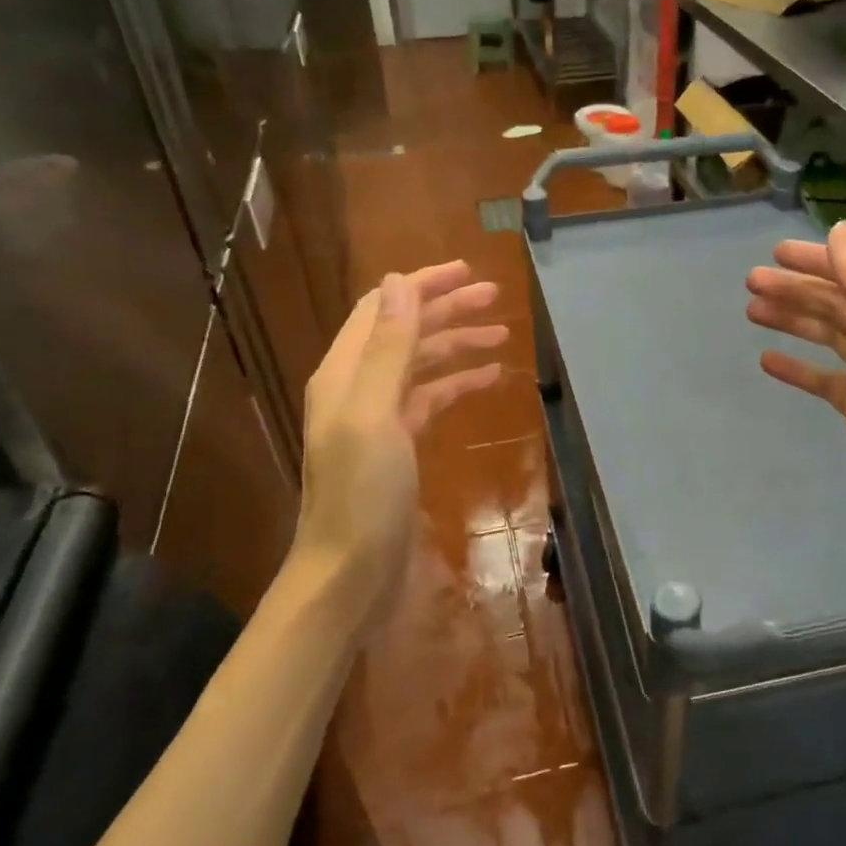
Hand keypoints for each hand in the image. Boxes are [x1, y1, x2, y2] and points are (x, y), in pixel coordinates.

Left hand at [295, 261, 506, 607]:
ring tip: (501, 334)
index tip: (468, 271)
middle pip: (405, 332)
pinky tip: (488, 379)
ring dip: (457, 345)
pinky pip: (432, 400)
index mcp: (344, 373)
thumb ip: (387, 347)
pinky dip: (458, 384)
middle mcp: (358, 388)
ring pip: (422, 365)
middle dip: (447, 309)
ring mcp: (380, 419)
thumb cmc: (361, 494)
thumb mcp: (373, 413)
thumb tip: (400, 281)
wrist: (351, 574)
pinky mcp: (399, 448)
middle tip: (494, 297)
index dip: (422, 285)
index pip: (383, 309)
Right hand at [746, 221, 845, 564]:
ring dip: (792, 321)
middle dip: (795, 289)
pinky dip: (798, 367)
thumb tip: (842, 230)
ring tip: (751, 312)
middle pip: (838, 303)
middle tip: (750, 283)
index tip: (774, 253)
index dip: (816, 260)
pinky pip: (824, 378)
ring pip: (828, 336)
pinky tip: (767, 361)